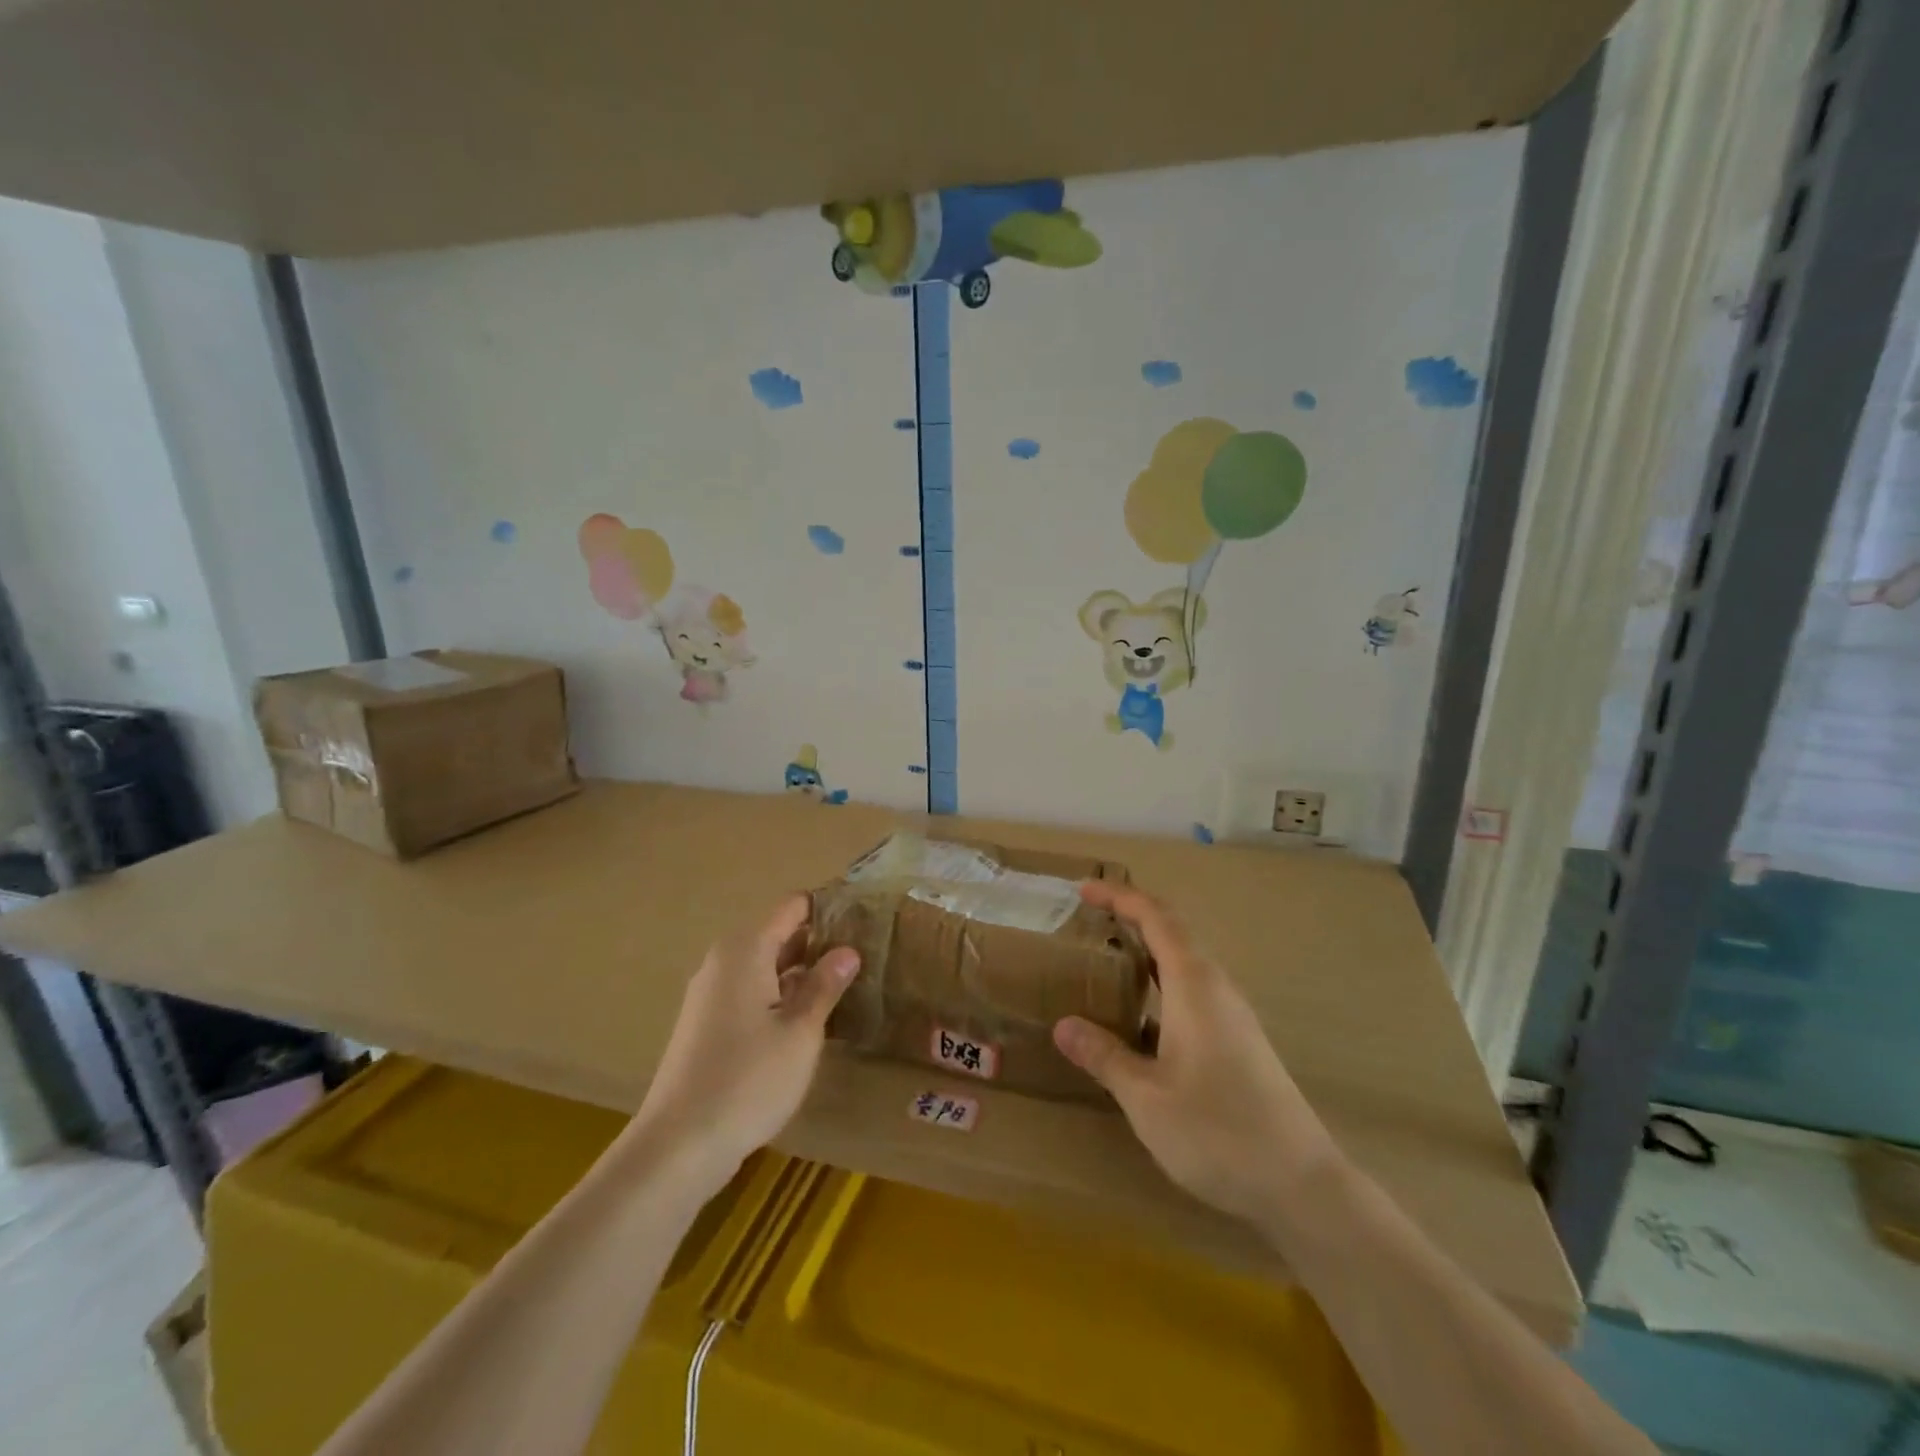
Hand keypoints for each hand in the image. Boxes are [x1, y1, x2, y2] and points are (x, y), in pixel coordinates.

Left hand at [631, 895, 858, 1187]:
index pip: (792, 907)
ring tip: (847, 984)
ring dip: (802, 973)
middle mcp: (724, 961)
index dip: (828, 908)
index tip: (863, 918)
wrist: (678, 1145)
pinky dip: (781, 997)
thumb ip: (825, 985)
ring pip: (766, 967)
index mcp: (746, 949)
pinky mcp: (707, 1025)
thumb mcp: (801, 1032)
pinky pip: (752, 993)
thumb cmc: (748, 1079)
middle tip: (865, 954)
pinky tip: (810, 1020)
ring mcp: (711, 994)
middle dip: (819, 942)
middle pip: (779, 935)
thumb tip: (848, 949)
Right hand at [1054, 882, 1337, 1225]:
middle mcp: (1217, 988)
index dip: (1120, 897)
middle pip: (1174, 932)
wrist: (1302, 1185)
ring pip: (1186, 962)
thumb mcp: (1147, 1098)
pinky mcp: (1240, 1040)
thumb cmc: (1219, 1133)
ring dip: (1147, 950)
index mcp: (1195, 985)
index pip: (1156, 918)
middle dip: (1132, 916)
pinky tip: (1142, 1016)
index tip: (1085, 888)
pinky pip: (1194, 989)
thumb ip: (1105, 1056)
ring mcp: (1233, 1014)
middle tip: (1089, 918)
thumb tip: (1063, 1026)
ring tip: (1108, 958)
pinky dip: (1161, 982)